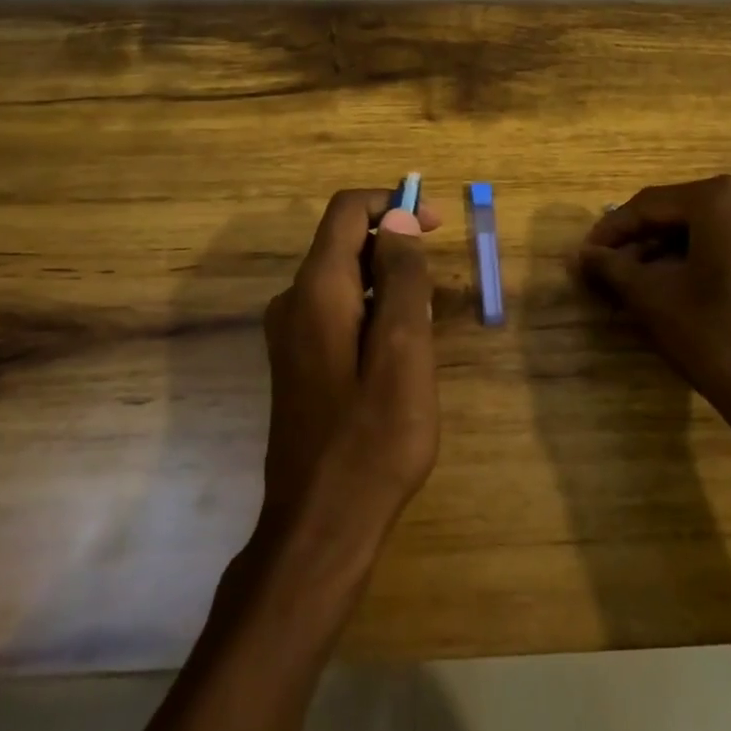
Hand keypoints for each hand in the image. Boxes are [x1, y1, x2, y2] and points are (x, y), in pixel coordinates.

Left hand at [257, 189, 440, 564]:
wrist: (321, 525)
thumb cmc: (373, 440)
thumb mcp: (405, 351)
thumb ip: (403, 278)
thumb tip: (398, 219)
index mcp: (317, 290)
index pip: (347, 210)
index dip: (392, 205)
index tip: (435, 225)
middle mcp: (293, 301)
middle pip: (345, 242)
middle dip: (396, 247)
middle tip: (440, 289)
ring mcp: (290, 334)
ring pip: (345, 279)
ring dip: (389, 283)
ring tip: (426, 329)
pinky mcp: (297, 361)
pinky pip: (338, 311)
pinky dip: (373, 311)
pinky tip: (399, 355)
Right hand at [577, 175, 730, 425]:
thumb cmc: (716, 336)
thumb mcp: (652, 298)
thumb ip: (612, 268)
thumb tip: (583, 255)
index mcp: (721, 198)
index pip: (650, 204)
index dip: (612, 230)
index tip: (585, 255)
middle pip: (681, 214)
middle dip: (641, 242)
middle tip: (608, 272)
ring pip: (708, 232)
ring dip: (668, 254)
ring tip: (637, 285)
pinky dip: (701, 262)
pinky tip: (678, 291)